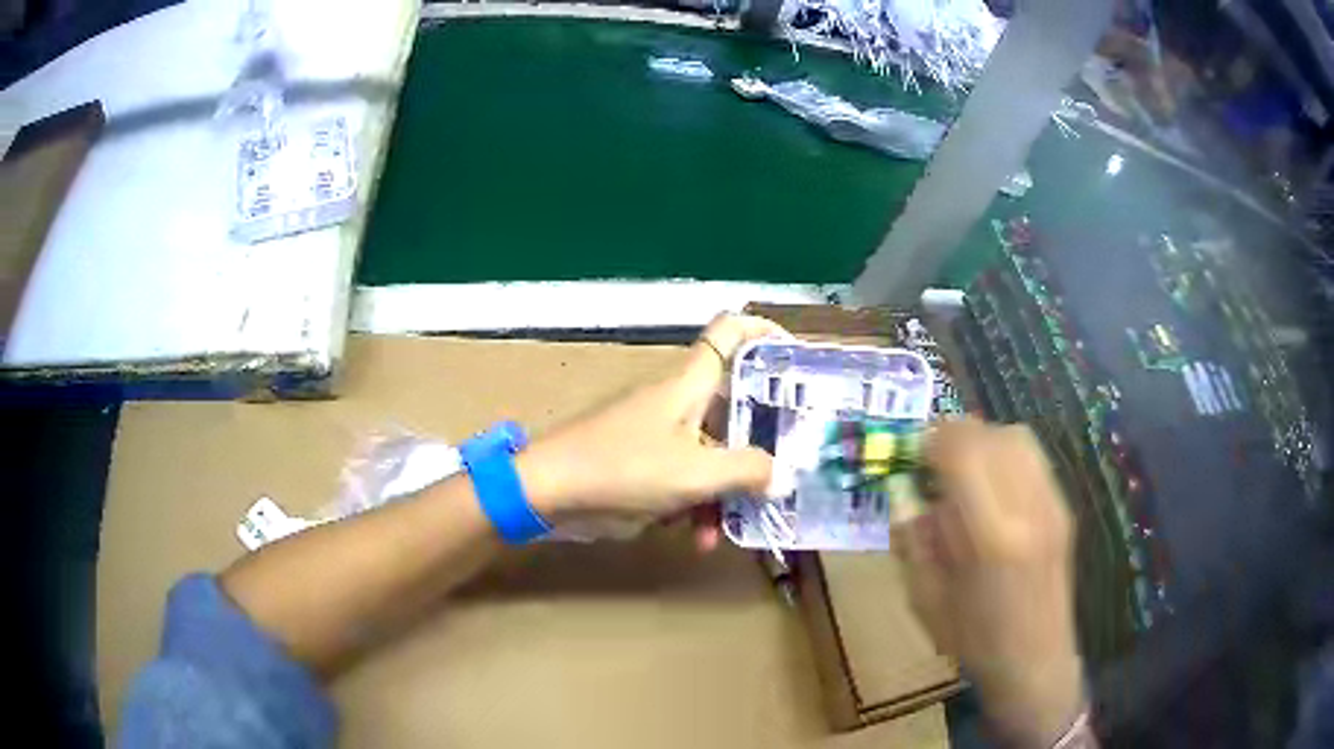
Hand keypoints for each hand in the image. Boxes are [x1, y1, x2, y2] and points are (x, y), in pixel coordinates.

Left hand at [518, 313, 789, 548]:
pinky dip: (694, 503)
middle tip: (786, 468)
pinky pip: (683, 475)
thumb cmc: (622, 468)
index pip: (731, 331)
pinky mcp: (641, 461)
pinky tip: (695, 538)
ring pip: (710, 452)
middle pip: (732, 405)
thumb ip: (745, 471)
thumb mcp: (693, 474)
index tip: (798, 358)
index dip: (766, 332)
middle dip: (759, 443)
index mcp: (690, 384)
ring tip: (727, 530)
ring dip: (723, 490)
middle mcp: (678, 400)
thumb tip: (781, 474)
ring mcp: (658, 432)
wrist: (547, 491)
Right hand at [894, 419, 1083, 747]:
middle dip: (957, 435)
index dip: (933, 440)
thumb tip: (903, 488)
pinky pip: (1034, 458)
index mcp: (990, 538)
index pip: (964, 452)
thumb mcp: (925, 597)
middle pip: (993, 436)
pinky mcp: (1063, 509)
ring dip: (984, 440)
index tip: (913, 452)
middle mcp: (1028, 509)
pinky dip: (1006, 454)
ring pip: (1018, 438)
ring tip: (962, 467)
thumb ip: (912, 537)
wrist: (1035, 660)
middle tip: (932, 458)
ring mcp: (1052, 506)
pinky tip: (992, 484)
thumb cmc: (973, 639)